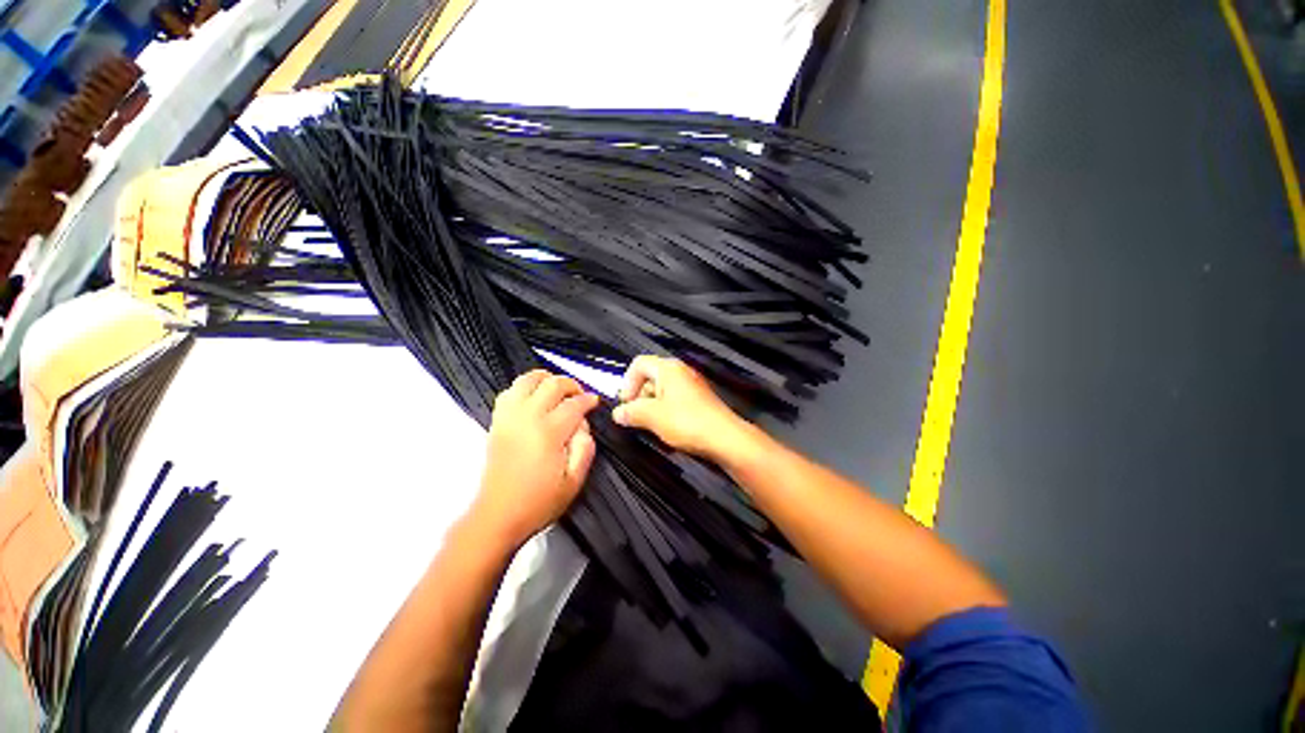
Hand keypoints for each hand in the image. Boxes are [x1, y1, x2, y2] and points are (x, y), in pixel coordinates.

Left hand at [473, 370, 598, 545]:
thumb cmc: (539, 502)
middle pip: (552, 385)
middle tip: (579, 395)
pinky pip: (509, 392)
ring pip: (527, 380)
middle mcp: (528, 418)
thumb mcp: (574, 481)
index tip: (594, 402)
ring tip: (556, 389)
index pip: (574, 404)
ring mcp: (509, 417)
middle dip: (571, 385)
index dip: (588, 400)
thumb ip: (585, 448)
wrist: (498, 515)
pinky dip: (524, 387)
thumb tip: (583, 425)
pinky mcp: (497, 422)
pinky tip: (533, 397)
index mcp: (549, 433)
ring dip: (545, 379)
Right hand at [612, 355, 750, 460]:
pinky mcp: (699, 400)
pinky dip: (665, 410)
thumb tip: (618, 413)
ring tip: (649, 424)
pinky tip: (666, 427)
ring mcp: (691, 385)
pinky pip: (675, 399)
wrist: (724, 438)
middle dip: (638, 395)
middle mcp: (680, 372)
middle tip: (634, 416)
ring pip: (662, 390)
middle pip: (650, 376)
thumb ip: (631, 412)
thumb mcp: (652, 417)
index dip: (627, 382)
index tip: (625, 403)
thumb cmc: (687, 422)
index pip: (638, 364)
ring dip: (651, 405)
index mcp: (668, 369)